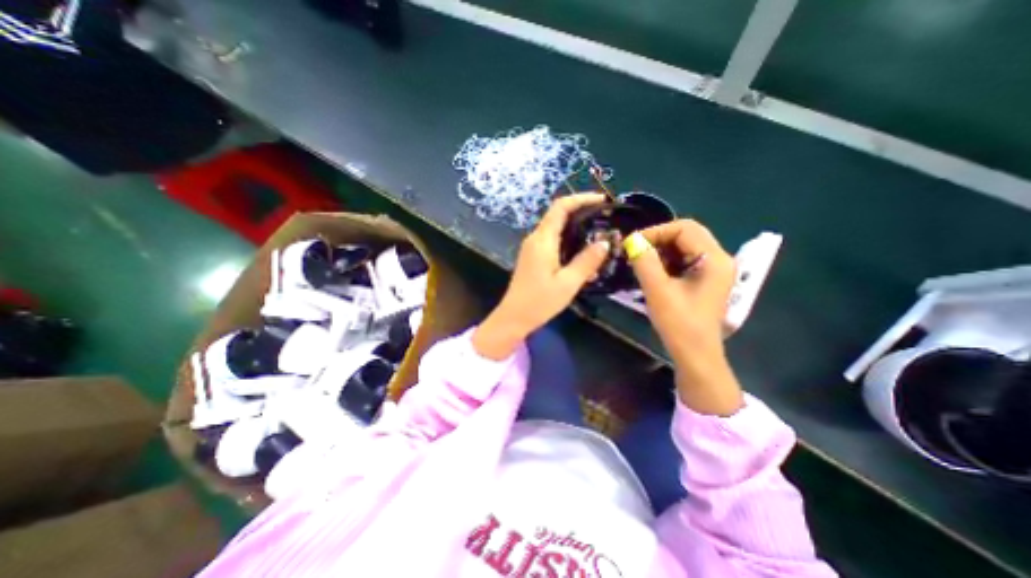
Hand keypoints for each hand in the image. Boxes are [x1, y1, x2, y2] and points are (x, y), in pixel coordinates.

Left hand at [475, 191, 609, 358]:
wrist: (513, 317)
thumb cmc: (540, 302)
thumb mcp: (568, 283)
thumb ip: (587, 261)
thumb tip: (605, 242)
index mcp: (542, 240)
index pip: (561, 207)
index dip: (581, 198)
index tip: (602, 200)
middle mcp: (535, 238)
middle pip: (558, 215)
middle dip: (582, 212)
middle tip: (605, 219)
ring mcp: (532, 248)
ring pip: (556, 229)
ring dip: (576, 229)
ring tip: (598, 236)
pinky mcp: (533, 257)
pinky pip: (552, 241)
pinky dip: (569, 242)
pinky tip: (582, 256)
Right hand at [628, 218, 741, 412]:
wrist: (695, 355)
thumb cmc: (679, 324)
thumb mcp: (658, 291)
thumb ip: (645, 262)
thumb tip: (632, 240)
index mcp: (713, 259)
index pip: (685, 228)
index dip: (656, 231)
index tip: (632, 244)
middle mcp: (718, 259)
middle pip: (686, 234)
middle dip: (658, 239)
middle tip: (635, 250)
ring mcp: (712, 270)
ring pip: (684, 246)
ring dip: (660, 250)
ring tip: (640, 261)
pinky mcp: (704, 280)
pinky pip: (683, 260)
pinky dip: (665, 261)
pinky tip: (651, 271)